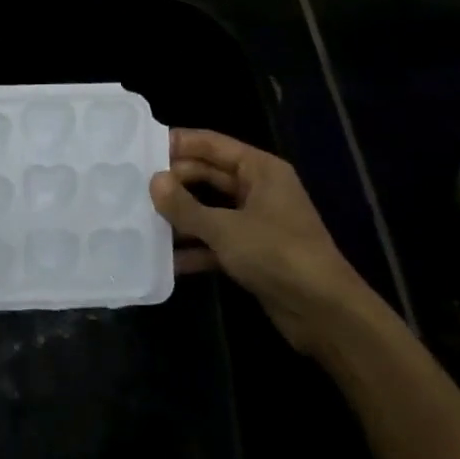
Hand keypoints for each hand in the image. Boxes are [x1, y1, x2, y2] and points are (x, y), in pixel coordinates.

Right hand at [152, 129, 372, 354]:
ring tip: (140, 218)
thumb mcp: (226, 229)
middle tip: (133, 186)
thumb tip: (153, 180)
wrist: (326, 315)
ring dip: (180, 216)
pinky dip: (194, 248)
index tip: (141, 147)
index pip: (212, 144)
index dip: (178, 143)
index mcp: (260, 170)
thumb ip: (185, 206)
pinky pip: (215, 242)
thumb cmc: (278, 255)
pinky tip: (163, 258)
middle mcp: (259, 190)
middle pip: (208, 175)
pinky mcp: (253, 253)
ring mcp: (256, 223)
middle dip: (174, 182)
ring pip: (209, 209)